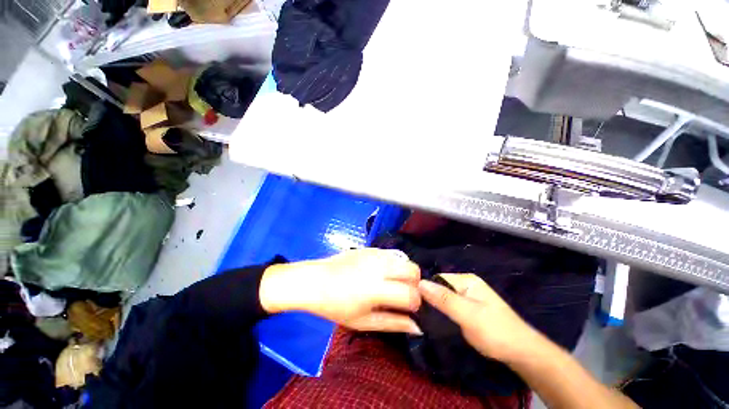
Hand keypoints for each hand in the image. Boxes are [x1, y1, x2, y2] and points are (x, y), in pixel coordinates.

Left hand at [260, 249, 422, 333]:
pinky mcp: (370, 247)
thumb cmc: (335, 306)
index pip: (412, 294)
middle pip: (414, 270)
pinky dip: (395, 263)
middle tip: (402, 294)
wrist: (315, 280)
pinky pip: (392, 253)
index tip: (408, 309)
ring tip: (393, 283)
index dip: (416, 304)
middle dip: (415, 284)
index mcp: (377, 288)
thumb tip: (418, 327)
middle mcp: (380, 266)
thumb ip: (393, 323)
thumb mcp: (363, 321)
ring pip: (405, 259)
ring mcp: (375, 253)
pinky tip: (382, 272)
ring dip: (405, 272)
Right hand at [418, 273, 543, 363]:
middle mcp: (466, 285)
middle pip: (440, 288)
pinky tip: (437, 322)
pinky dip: (443, 313)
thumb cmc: (496, 331)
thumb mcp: (468, 315)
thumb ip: (444, 299)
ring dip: (436, 308)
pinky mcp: (469, 310)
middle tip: (418, 312)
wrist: (522, 354)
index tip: (413, 301)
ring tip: (423, 318)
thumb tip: (419, 283)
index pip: (438, 278)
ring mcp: (468, 297)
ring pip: (444, 299)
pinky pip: (450, 307)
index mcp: (466, 280)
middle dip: (430, 299)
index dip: (425, 288)